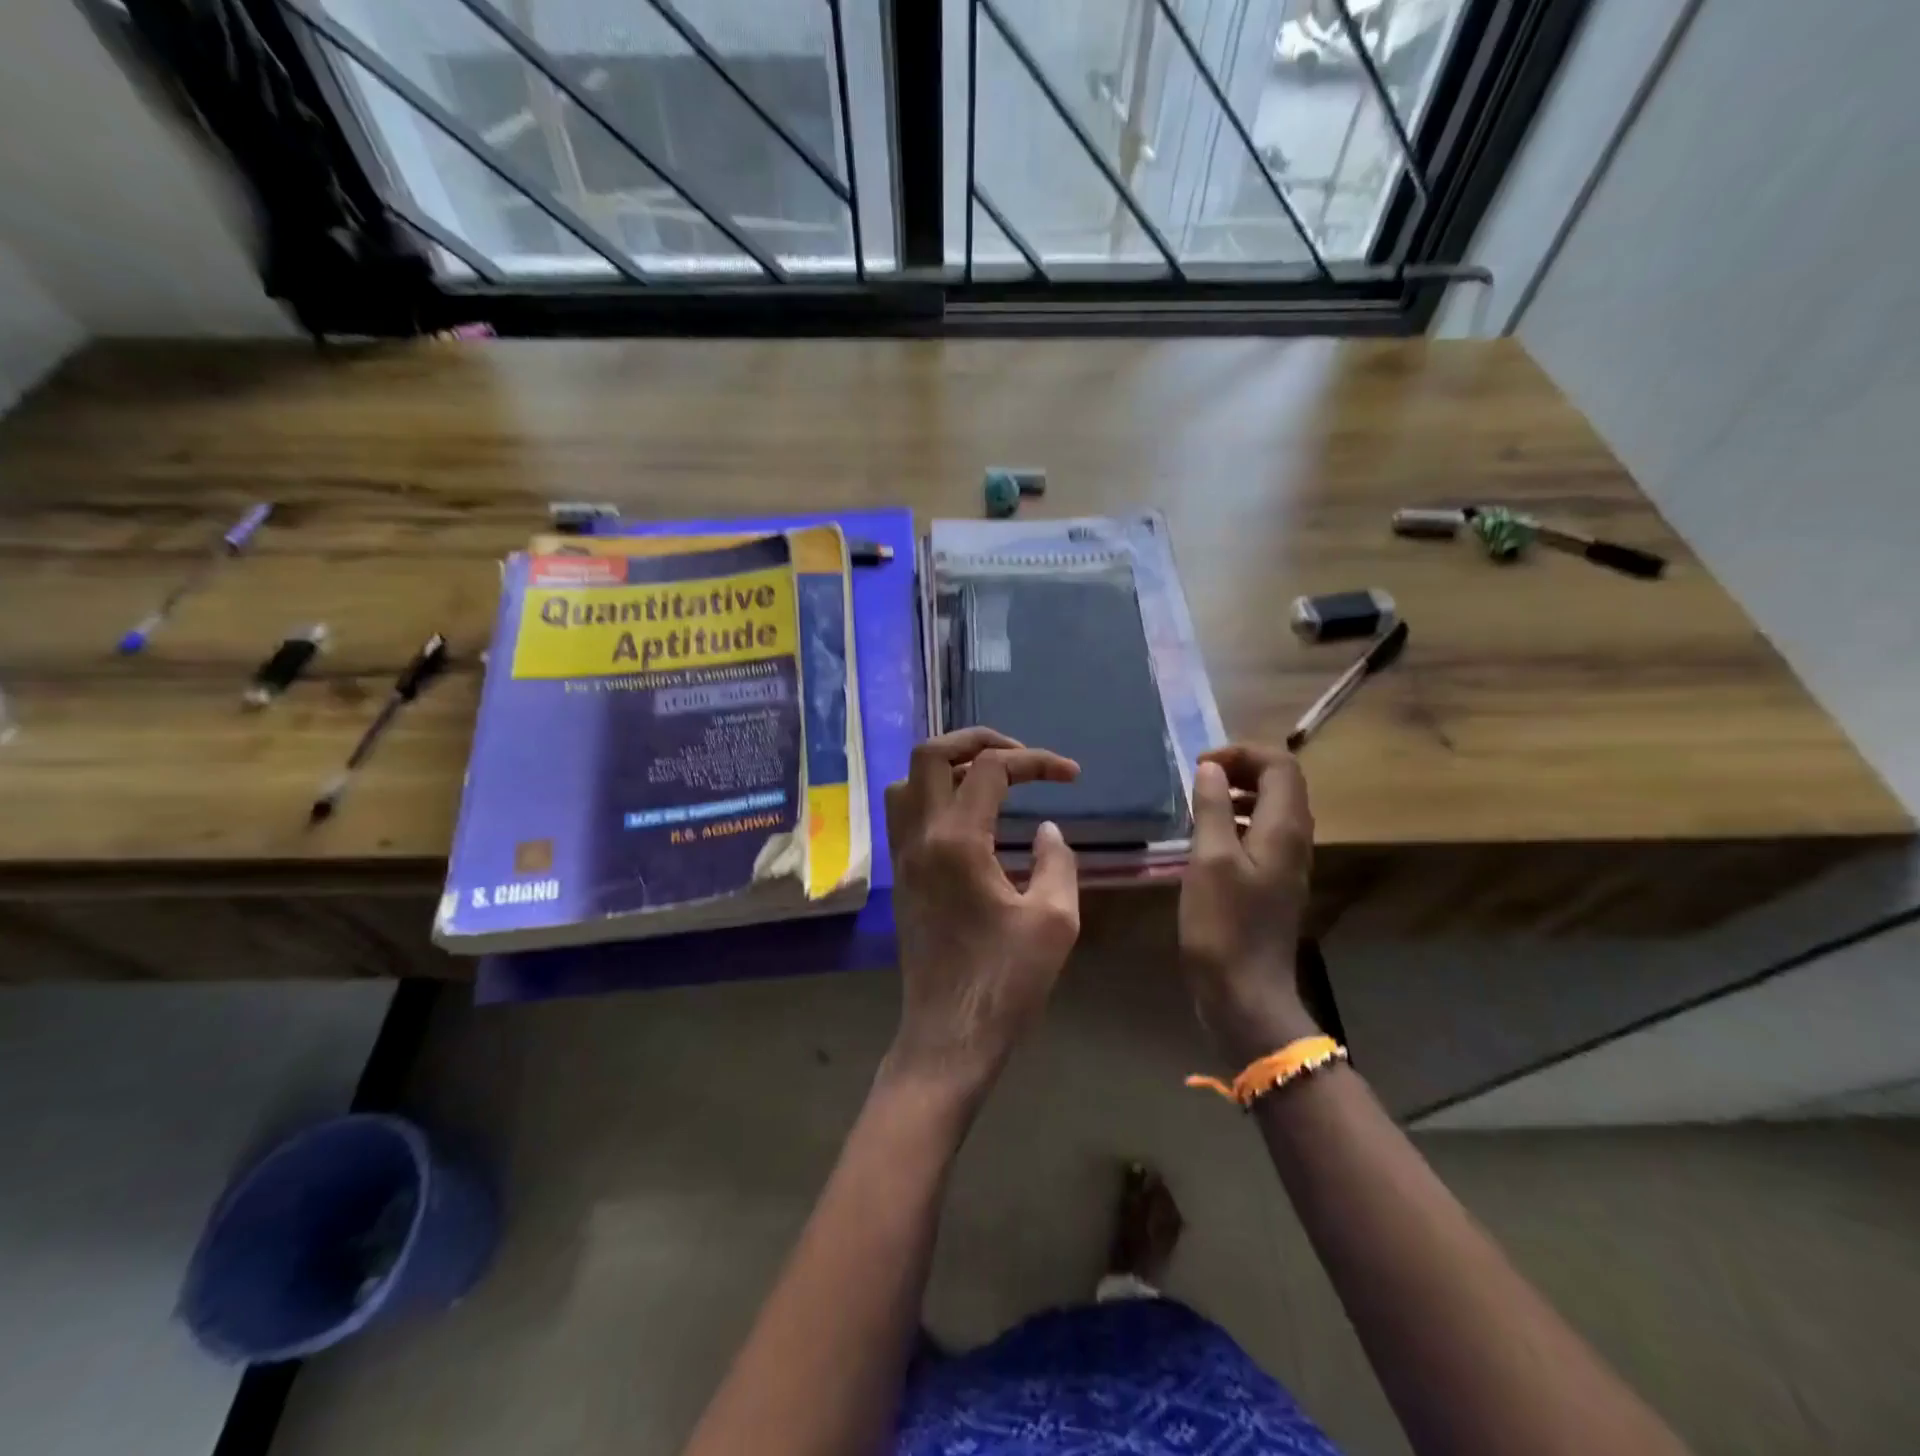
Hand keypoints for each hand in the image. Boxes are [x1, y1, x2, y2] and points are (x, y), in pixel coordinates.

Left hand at [883, 728, 1081, 1099]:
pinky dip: (933, 796)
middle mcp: (920, 837)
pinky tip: (970, 820)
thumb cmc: (1006, 983)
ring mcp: (903, 857)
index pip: (991, 769)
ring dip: (947, 767)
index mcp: (957, 841)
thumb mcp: (1055, 920)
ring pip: (907, 781)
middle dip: (976, 740)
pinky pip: (905, 813)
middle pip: (930, 754)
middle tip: (1018, 755)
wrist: (949, 1037)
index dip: (1035, 761)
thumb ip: (1057, 862)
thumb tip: (1047, 830)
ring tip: (989, 780)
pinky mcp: (901, 878)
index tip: (1071, 776)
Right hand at [1179, 744, 1319, 1062]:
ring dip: (1237, 793)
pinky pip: (1261, 833)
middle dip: (1240, 768)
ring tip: (1197, 802)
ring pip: (1270, 807)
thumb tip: (1211, 768)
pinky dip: (1235, 820)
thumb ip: (1211, 808)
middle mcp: (1294, 839)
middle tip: (1198, 777)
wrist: (1244, 992)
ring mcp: (1286, 862)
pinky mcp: (1272, 881)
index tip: (1200, 765)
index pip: (1280, 764)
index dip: (1242, 753)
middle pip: (1280, 782)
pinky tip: (1205, 837)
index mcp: (1284, 828)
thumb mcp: (1209, 860)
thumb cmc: (1223, 924)